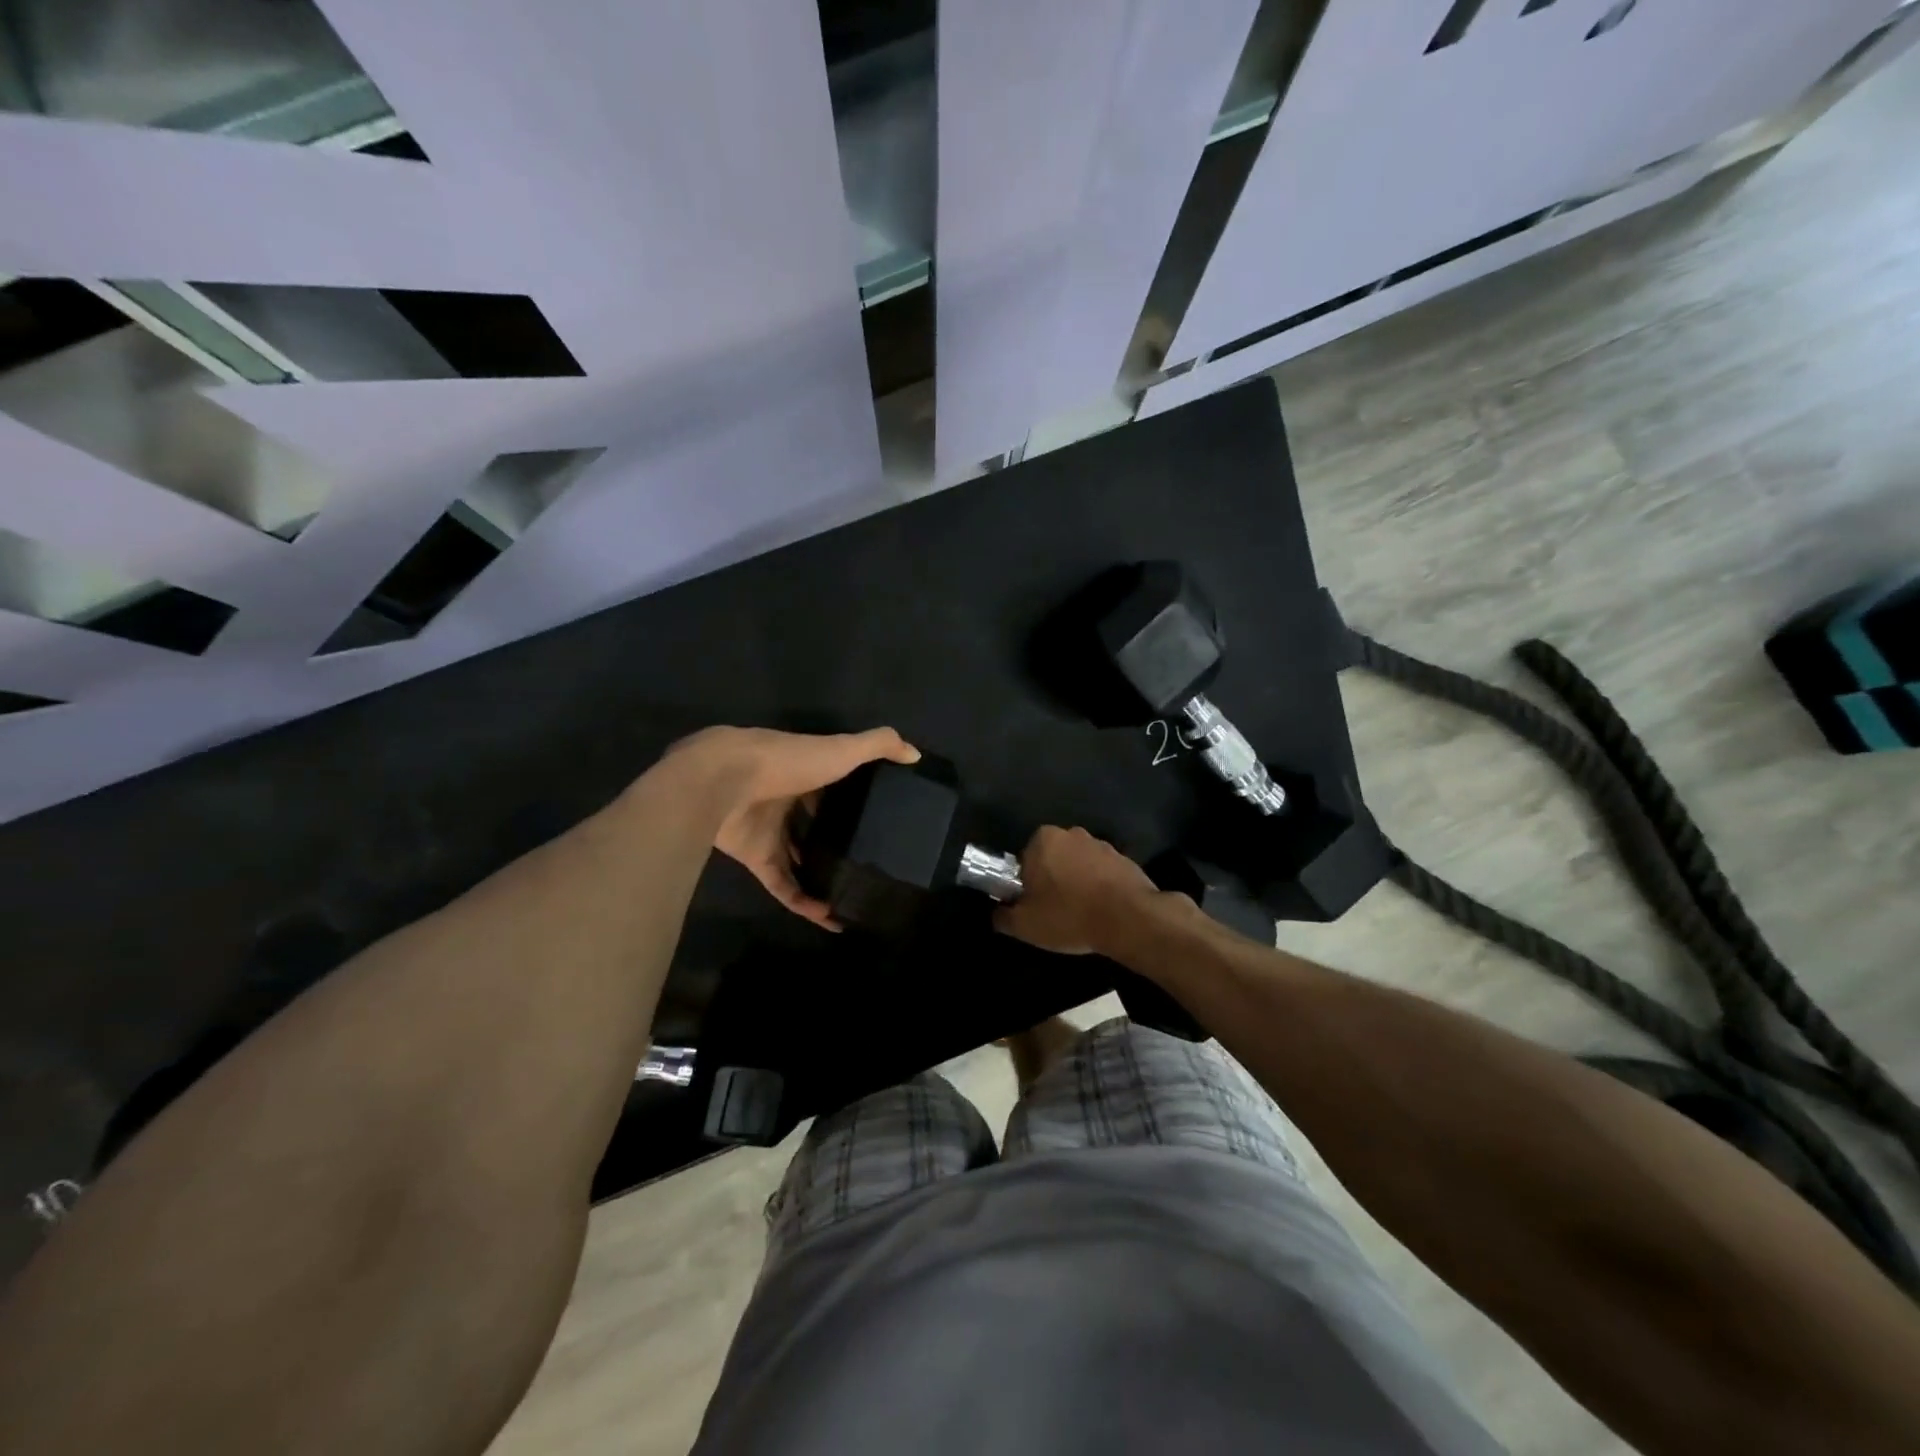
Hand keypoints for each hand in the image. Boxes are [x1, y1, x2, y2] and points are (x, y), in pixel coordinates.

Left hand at [662, 725, 920, 929]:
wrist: (721, 781)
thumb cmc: (785, 761)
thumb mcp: (841, 749)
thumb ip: (878, 746)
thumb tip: (915, 754)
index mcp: (805, 771)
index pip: (833, 787)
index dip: (854, 801)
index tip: (881, 820)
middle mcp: (786, 801)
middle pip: (815, 825)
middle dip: (837, 842)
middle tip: (871, 863)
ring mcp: (769, 831)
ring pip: (799, 858)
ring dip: (823, 877)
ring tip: (855, 895)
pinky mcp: (755, 858)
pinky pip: (783, 884)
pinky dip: (804, 902)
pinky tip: (830, 917)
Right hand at [993, 826, 1158, 954]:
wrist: (1130, 919)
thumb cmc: (1069, 916)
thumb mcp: (1024, 925)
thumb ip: (1003, 916)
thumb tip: (998, 912)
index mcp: (1042, 840)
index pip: (1023, 861)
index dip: (1025, 885)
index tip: (1033, 906)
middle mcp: (1071, 833)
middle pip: (1051, 859)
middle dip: (1051, 880)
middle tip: (1054, 911)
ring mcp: (1101, 844)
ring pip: (1077, 864)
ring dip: (1076, 882)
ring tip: (1081, 914)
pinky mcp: (1124, 858)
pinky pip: (1102, 872)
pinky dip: (1099, 886)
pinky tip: (1101, 910)